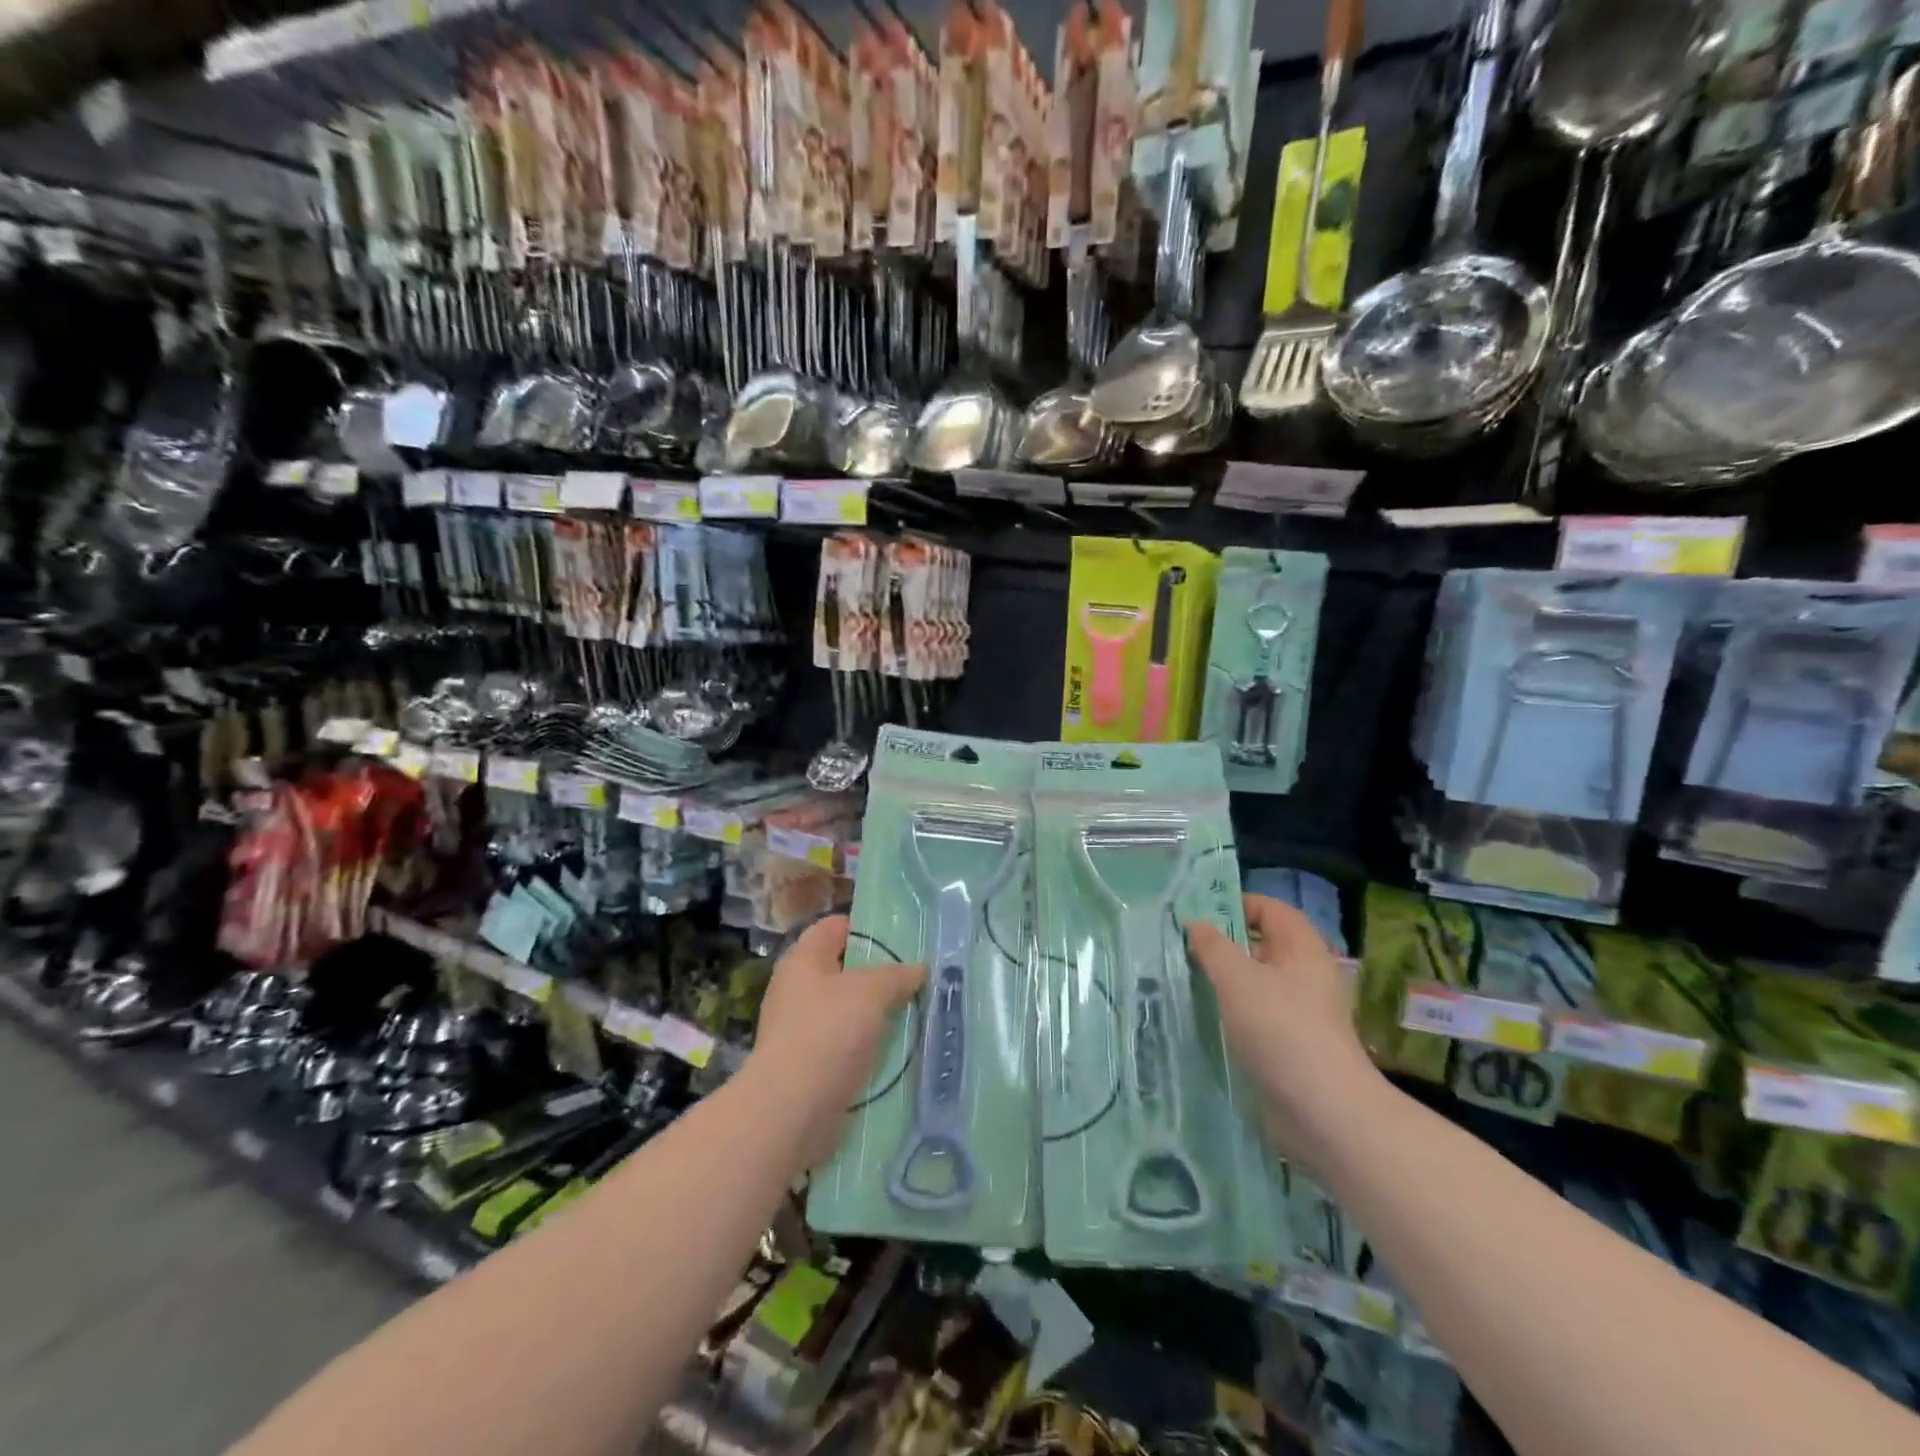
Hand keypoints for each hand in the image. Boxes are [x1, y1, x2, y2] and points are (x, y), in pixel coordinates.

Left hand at [743, 915, 925, 1170]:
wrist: (792, 1112)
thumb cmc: (828, 1033)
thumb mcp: (872, 991)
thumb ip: (898, 975)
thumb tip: (918, 969)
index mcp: (803, 960)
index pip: (835, 926)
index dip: (867, 927)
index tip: (903, 937)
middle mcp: (797, 990)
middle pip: (843, 970)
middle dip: (880, 974)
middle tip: (918, 977)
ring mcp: (801, 1030)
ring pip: (848, 1010)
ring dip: (878, 1014)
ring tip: (917, 1012)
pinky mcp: (810, 1067)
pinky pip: (846, 1046)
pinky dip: (869, 1047)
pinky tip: (899, 1050)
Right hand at [1186, 895, 1384, 1166]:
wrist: (1323, 1111)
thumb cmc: (1281, 1029)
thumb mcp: (1237, 979)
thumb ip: (1212, 947)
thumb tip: (1195, 923)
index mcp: (1302, 949)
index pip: (1270, 909)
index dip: (1236, 904)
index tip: (1197, 916)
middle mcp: (1305, 975)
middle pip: (1262, 944)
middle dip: (1224, 943)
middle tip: (1182, 946)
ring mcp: (1300, 1011)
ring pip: (1256, 981)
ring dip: (1224, 979)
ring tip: (1185, 979)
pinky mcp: (1291, 1044)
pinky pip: (1257, 1013)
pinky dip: (1232, 1010)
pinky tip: (1204, 1017)